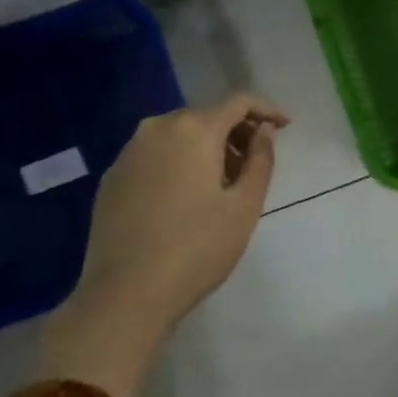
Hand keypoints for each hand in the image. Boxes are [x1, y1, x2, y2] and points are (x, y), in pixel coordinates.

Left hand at [42, 94, 288, 396]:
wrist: (125, 294)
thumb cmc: (198, 248)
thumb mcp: (244, 205)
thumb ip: (260, 159)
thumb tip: (262, 131)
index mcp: (194, 130)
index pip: (238, 102)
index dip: (266, 110)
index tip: (285, 127)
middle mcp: (157, 129)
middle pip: (206, 116)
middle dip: (235, 132)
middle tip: (254, 163)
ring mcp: (129, 153)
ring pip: (178, 135)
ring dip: (206, 148)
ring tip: (222, 184)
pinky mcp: (112, 178)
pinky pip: (155, 155)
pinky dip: (178, 162)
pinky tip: (186, 197)